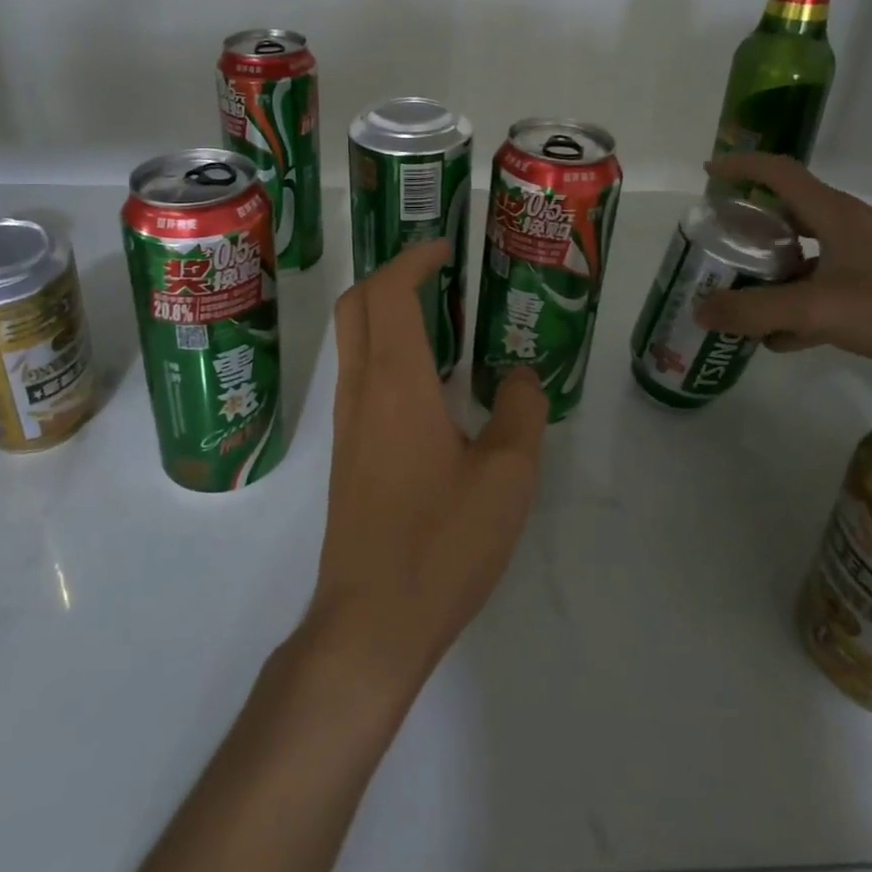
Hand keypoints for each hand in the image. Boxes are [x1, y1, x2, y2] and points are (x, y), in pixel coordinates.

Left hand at [304, 240, 548, 698]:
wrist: (372, 622)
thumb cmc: (442, 542)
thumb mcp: (507, 476)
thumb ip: (522, 412)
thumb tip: (523, 376)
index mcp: (396, 381)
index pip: (388, 292)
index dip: (412, 259)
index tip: (445, 248)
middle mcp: (361, 390)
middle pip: (357, 305)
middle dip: (391, 275)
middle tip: (439, 274)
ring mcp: (348, 423)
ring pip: (354, 341)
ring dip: (387, 313)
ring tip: (444, 320)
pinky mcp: (348, 453)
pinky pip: (361, 376)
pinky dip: (387, 351)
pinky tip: (431, 384)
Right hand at [694, 152, 871, 392]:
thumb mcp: (820, 310)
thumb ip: (757, 311)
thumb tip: (699, 311)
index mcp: (835, 214)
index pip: (779, 172)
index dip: (741, 166)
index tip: (708, 173)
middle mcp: (852, 226)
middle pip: (790, 213)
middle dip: (751, 226)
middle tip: (721, 244)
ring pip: (809, 251)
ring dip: (774, 268)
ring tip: (743, 294)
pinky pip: (829, 283)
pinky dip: (801, 300)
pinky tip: (785, 335)